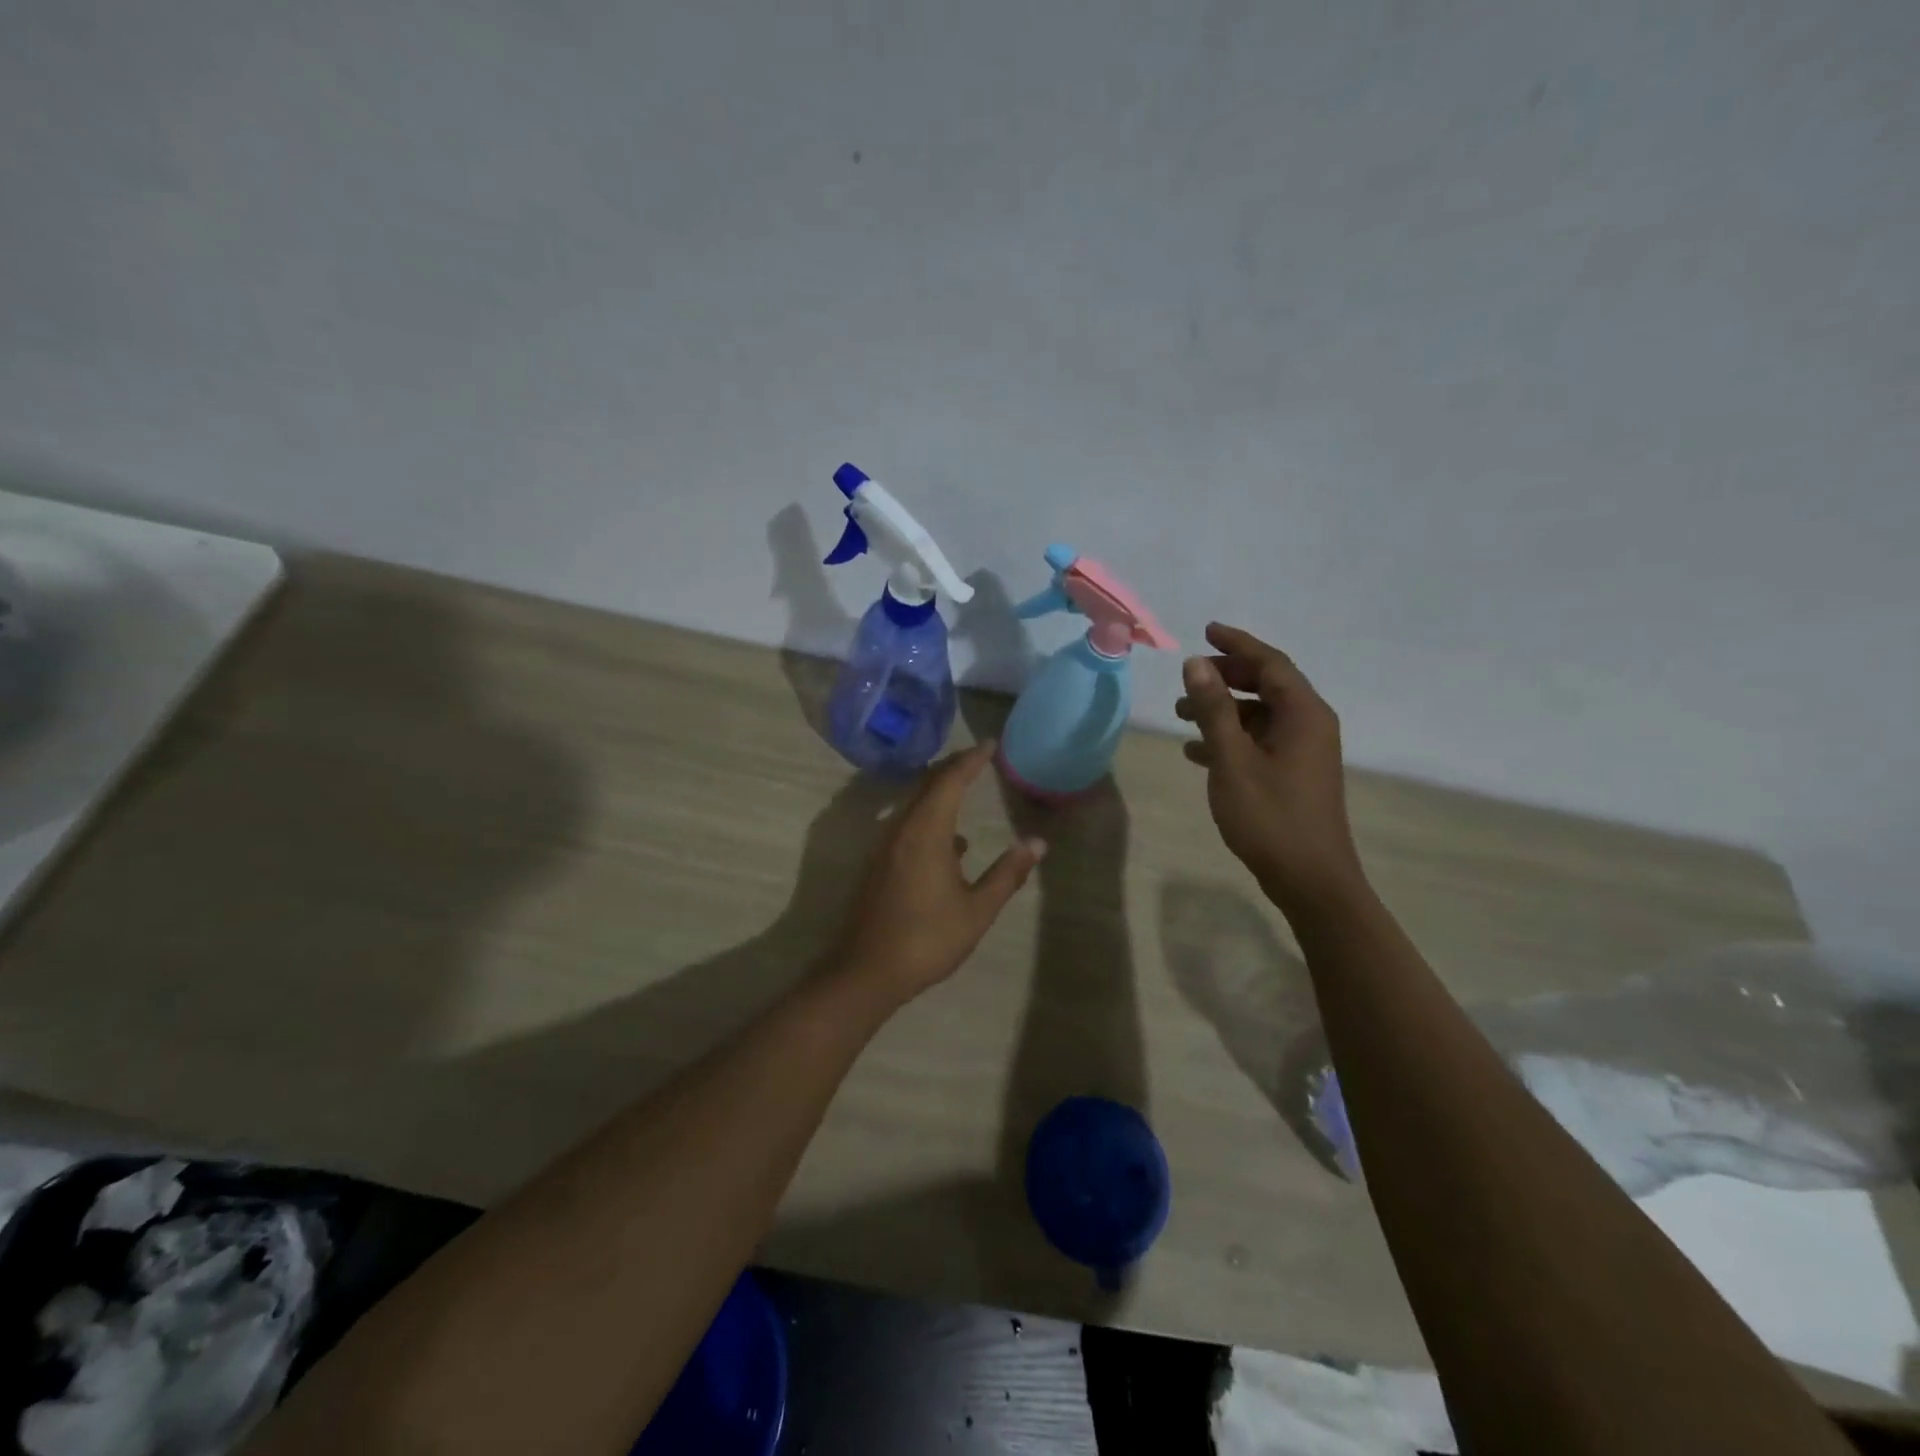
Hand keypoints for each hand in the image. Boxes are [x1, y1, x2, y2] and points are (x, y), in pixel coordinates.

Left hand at [829, 742, 1046, 1007]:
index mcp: (926, 833)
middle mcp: (901, 830)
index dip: (971, 760)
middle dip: (954, 768)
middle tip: (979, 758)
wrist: (867, 971)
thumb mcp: (977, 910)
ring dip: (940, 791)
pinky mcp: (879, 864)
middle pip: (927, 785)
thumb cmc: (927, 939)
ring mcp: (885, 846)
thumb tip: (1037, 844)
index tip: (990, 744)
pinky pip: (906, 824)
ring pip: (914, 804)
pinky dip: (929, 817)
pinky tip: (951, 843)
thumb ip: (1007, 874)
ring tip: (966, 788)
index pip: (950, 781)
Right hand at [1176, 623, 1365, 915]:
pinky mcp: (1294, 775)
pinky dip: (1230, 738)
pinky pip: (1259, 742)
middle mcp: (1309, 725)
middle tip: (1190, 675)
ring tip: (1181, 714)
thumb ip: (1213, 709)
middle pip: (1267, 685)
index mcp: (1303, 714)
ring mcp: (1304, 752)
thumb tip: (1196, 664)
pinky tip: (1197, 751)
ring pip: (1259, 715)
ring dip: (1223, 709)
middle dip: (1226, 676)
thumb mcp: (1233, 759)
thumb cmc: (1270, 816)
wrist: (1310, 879)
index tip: (1206, 630)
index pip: (1270, 663)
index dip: (1237, 644)